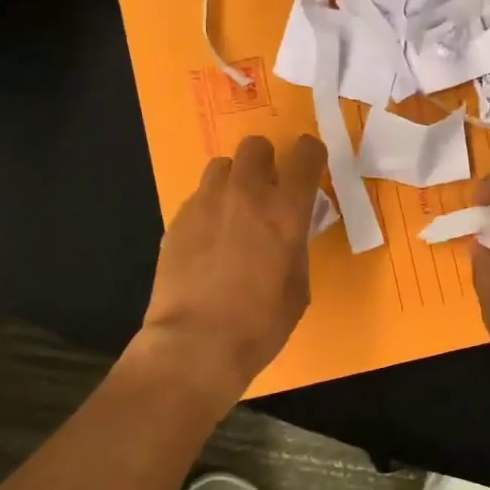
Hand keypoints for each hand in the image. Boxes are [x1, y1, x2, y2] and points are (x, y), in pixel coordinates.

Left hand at [136, 134, 326, 401]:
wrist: (195, 344)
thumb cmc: (259, 324)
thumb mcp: (298, 287)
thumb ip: (297, 246)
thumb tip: (293, 229)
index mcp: (285, 210)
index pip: (306, 154)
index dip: (312, 155)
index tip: (310, 168)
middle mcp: (246, 194)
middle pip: (256, 145)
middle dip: (266, 161)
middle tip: (267, 190)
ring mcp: (206, 202)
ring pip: (222, 166)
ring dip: (234, 180)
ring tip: (234, 211)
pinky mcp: (178, 218)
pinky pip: (199, 197)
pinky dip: (210, 208)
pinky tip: (209, 239)